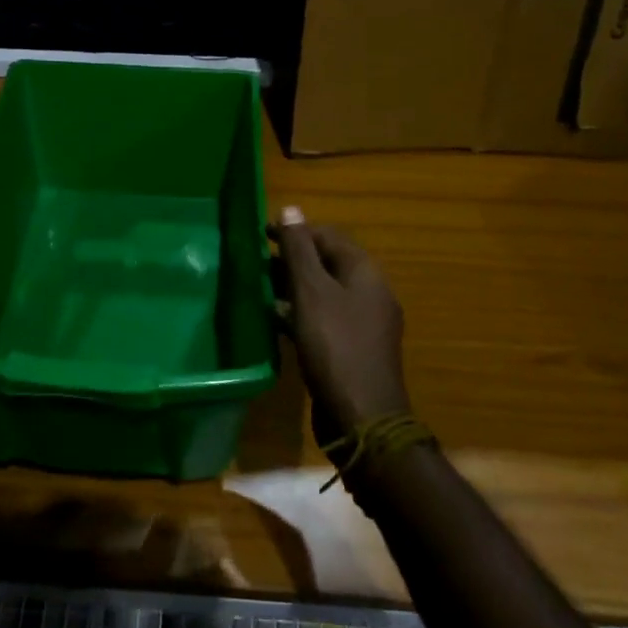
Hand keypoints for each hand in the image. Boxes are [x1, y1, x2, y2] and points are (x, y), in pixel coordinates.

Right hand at [271, 207, 410, 438]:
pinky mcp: (354, 349)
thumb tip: (291, 208)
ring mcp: (365, 323)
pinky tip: (276, 321)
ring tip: (260, 288)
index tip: (261, 236)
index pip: (328, 237)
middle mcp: (370, 293)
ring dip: (294, 287)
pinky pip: (325, 319)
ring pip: (325, 292)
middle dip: (292, 260)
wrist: (362, 418)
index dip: (296, 232)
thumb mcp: (311, 292)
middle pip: (328, 263)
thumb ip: (298, 250)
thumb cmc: (334, 346)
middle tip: (256, 263)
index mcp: (365, 272)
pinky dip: (301, 313)